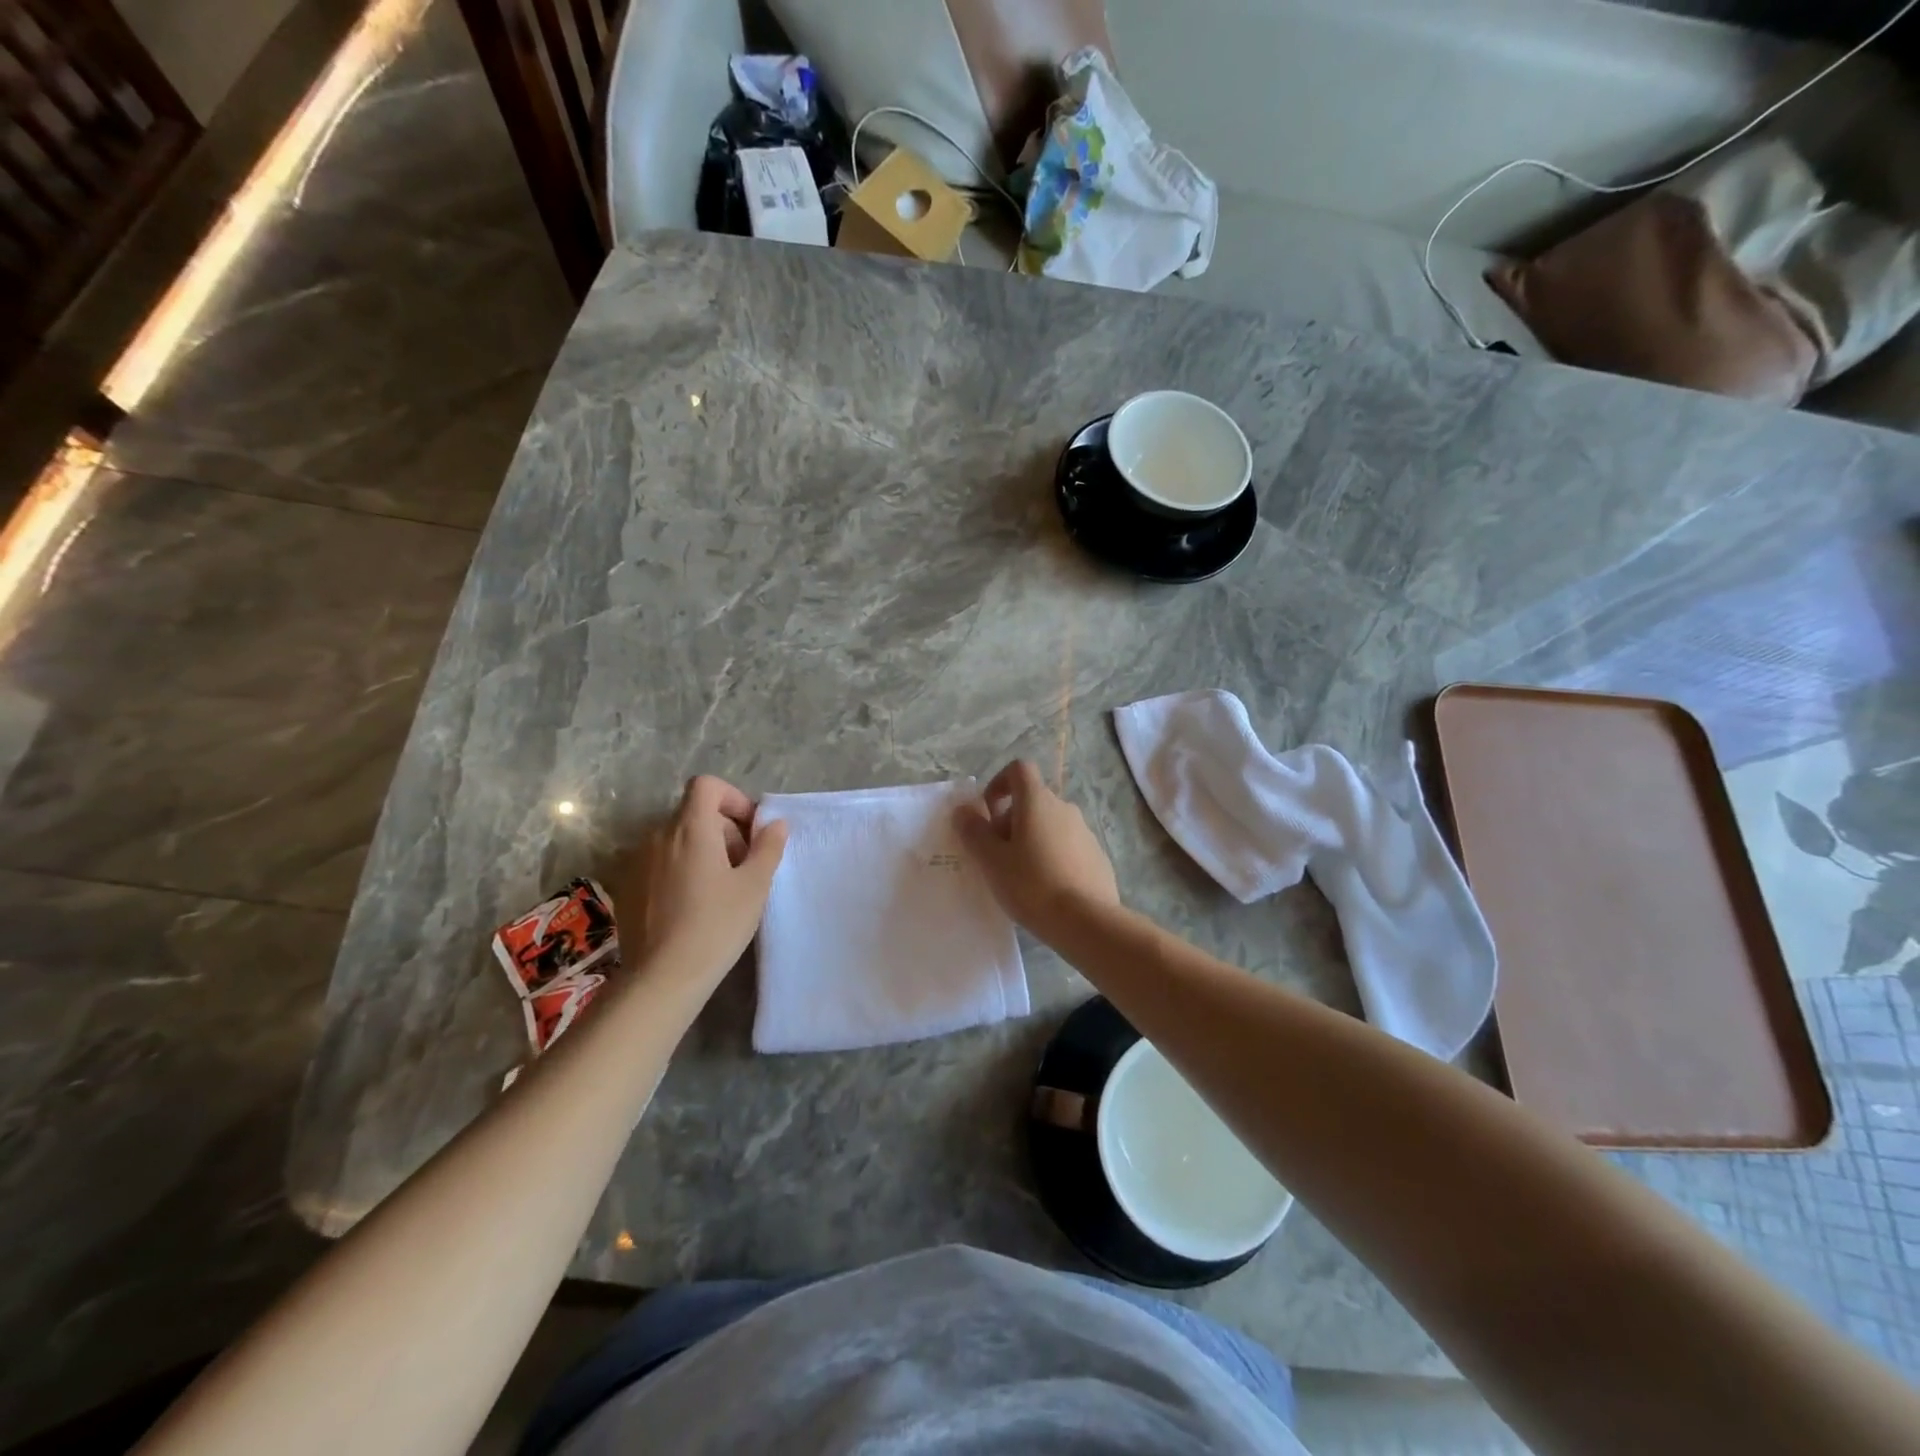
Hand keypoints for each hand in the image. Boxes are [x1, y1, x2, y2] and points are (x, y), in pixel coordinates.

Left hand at [612, 776, 787, 987]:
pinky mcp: (629, 886)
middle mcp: (659, 836)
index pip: (707, 785)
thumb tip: (775, 824)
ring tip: (722, 887)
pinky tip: (694, 905)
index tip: (751, 830)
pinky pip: (661, 862)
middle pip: (695, 813)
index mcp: (690, 828)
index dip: (733, 799)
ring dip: (704, 849)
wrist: (663, 978)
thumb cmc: (716, 925)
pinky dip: (682, 868)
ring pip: (678, 838)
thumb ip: (768, 847)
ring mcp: (638, 861)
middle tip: (746, 865)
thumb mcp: (755, 886)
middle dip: (725, 829)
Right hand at [953, 760, 1118, 939]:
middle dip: (1010, 821)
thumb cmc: (1032, 885)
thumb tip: (964, 810)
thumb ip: (974, 831)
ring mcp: (1085, 832)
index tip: (988, 815)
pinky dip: (1052, 857)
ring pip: (1050, 825)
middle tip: (998, 856)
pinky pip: (1067, 847)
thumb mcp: (992, 861)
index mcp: (1037, 801)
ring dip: (1031, 840)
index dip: (998, 784)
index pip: (1018, 769)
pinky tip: (1046, 889)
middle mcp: (1064, 808)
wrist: (1087, 922)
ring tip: (1020, 877)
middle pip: (1032, 800)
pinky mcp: (1097, 856)